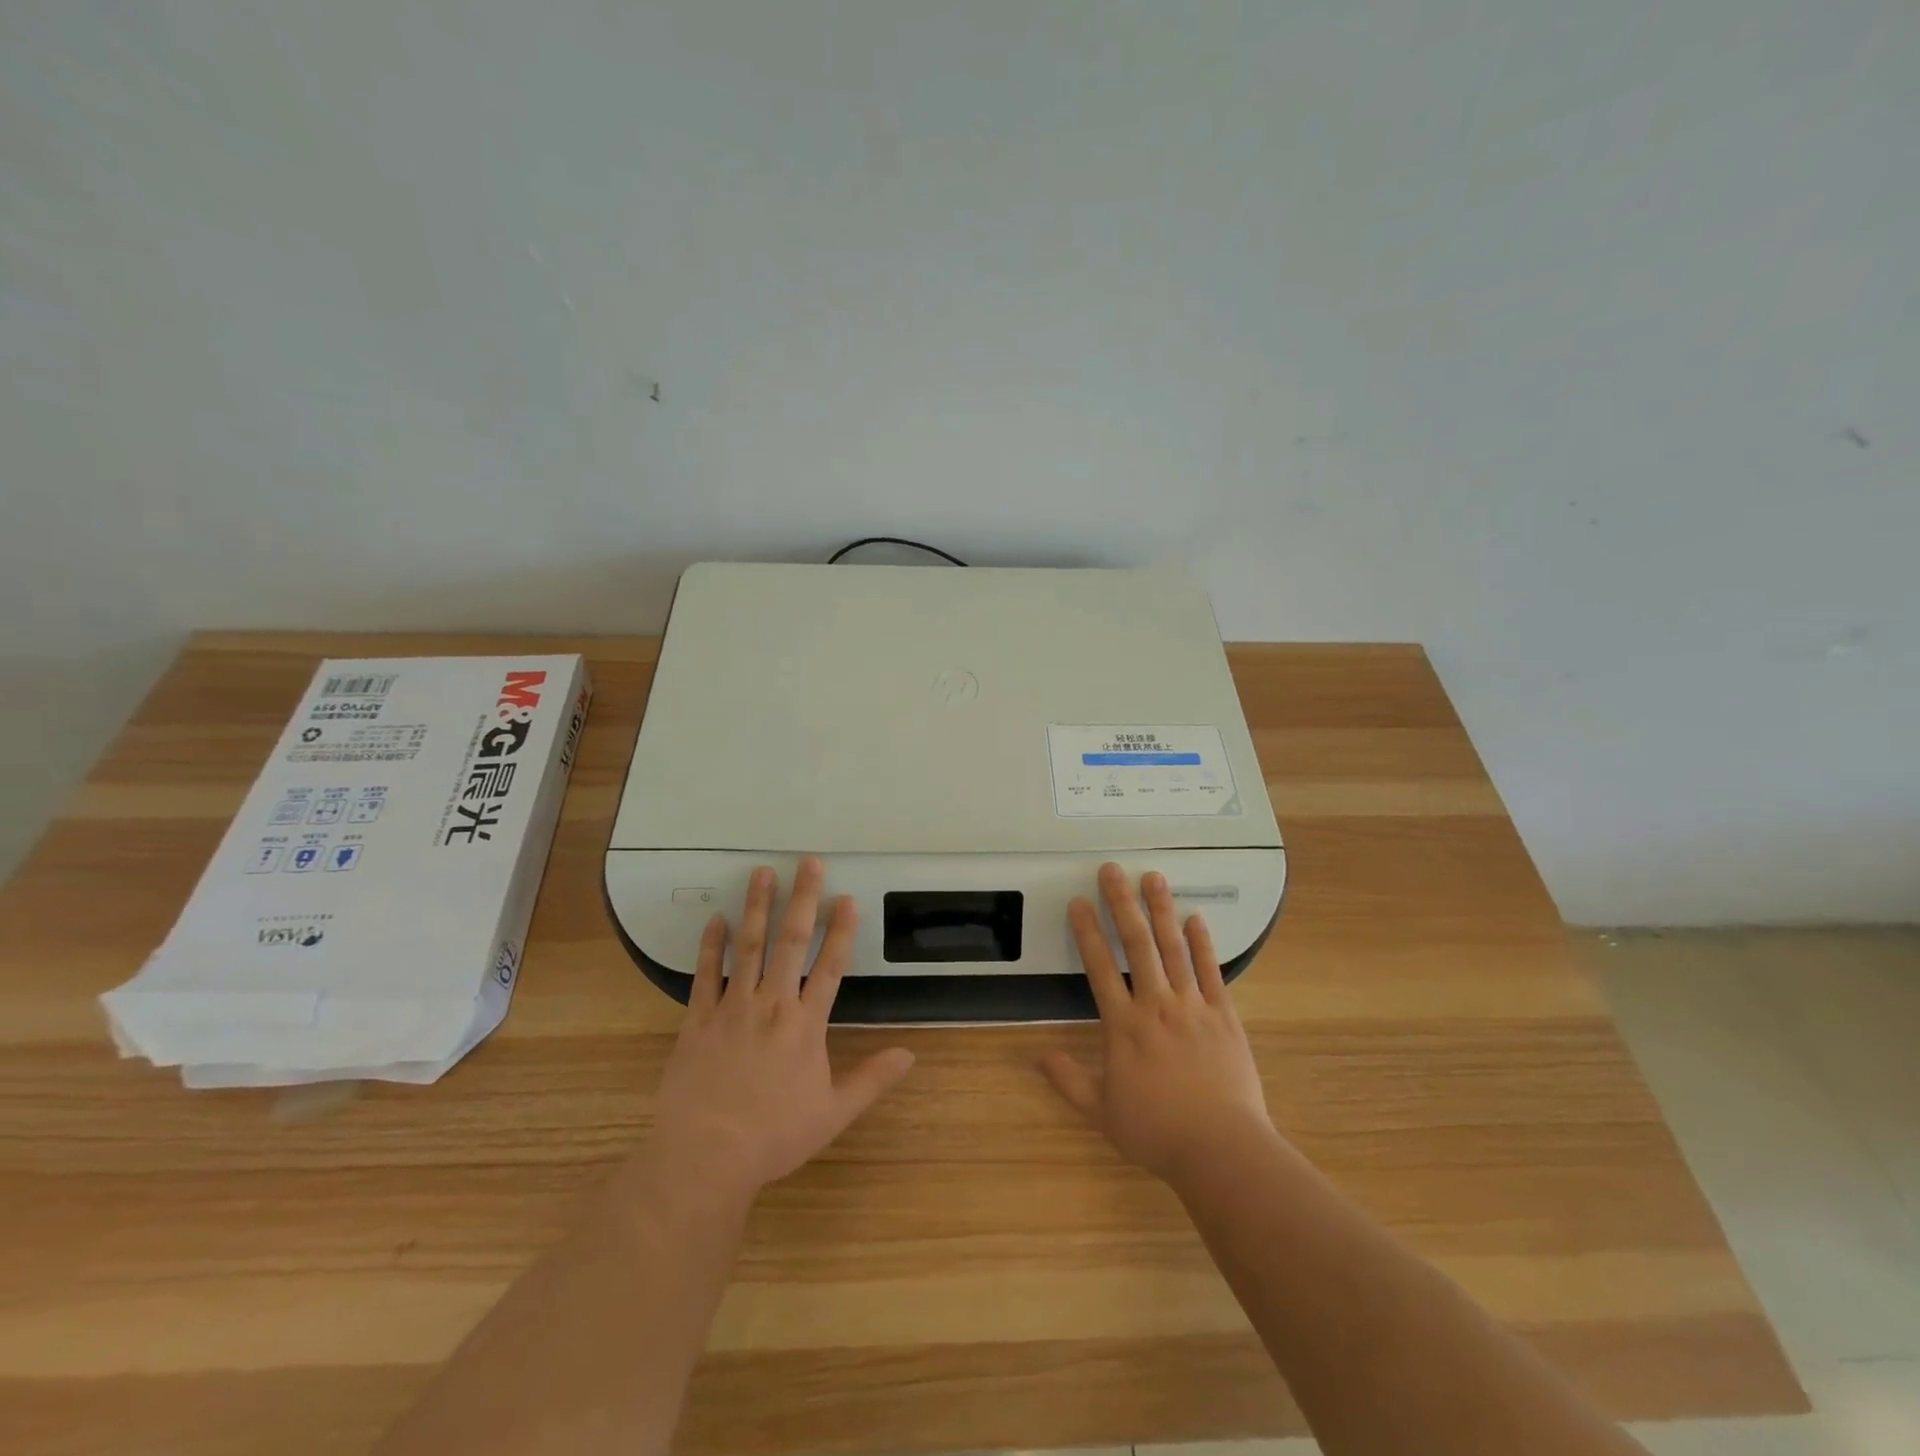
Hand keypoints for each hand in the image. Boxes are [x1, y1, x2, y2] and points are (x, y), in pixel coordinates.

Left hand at [638, 859, 914, 1205]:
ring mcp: (731, 1008)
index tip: (847, 899)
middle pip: (790, 942)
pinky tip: (716, 919)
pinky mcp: (697, 1019)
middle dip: (802, 899)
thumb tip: (910, 1055)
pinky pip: (704, 975)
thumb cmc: (773, 1136)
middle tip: (807, 862)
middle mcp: (771, 1005)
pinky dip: (710, 945)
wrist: (704, 1157)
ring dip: (757, 907)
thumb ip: (871, 1079)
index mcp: (806, 1025)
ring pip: (748, 947)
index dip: (841, 931)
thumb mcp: (832, 1113)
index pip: (831, 967)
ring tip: (762, 873)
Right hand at [1039, 863, 1278, 1186]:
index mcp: (1124, 1025)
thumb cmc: (1157, 1131)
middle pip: (1137, 944)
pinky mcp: (1224, 1015)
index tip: (1078, 902)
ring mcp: (1192, 1006)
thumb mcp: (1102, 1112)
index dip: (1086, 931)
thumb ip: (1069, 1080)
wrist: (1222, 1149)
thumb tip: (1036, 1056)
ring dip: (1161, 910)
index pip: (1099, 967)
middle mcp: (1156, 1005)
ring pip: (1173, 948)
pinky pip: (1210, 971)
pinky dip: (1202, 943)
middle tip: (1113, 870)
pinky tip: (1196, 917)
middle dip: (1121, 903)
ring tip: (1153, 877)